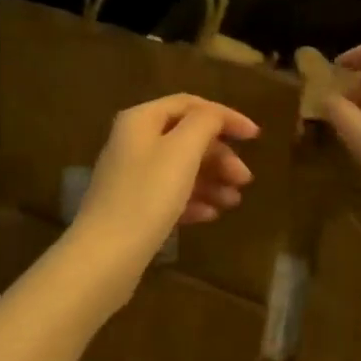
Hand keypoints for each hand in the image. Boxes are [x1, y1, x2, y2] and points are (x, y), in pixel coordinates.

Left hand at [70, 93, 258, 271]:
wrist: (105, 255)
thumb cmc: (148, 195)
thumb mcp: (183, 150)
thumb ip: (205, 123)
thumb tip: (216, 116)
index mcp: (141, 120)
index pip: (190, 105)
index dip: (225, 116)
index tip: (255, 136)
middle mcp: (133, 142)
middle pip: (186, 138)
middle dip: (220, 156)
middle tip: (245, 179)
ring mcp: (130, 176)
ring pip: (180, 168)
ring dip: (212, 180)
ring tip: (233, 202)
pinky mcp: (132, 208)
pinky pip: (169, 195)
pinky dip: (193, 200)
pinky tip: (211, 215)